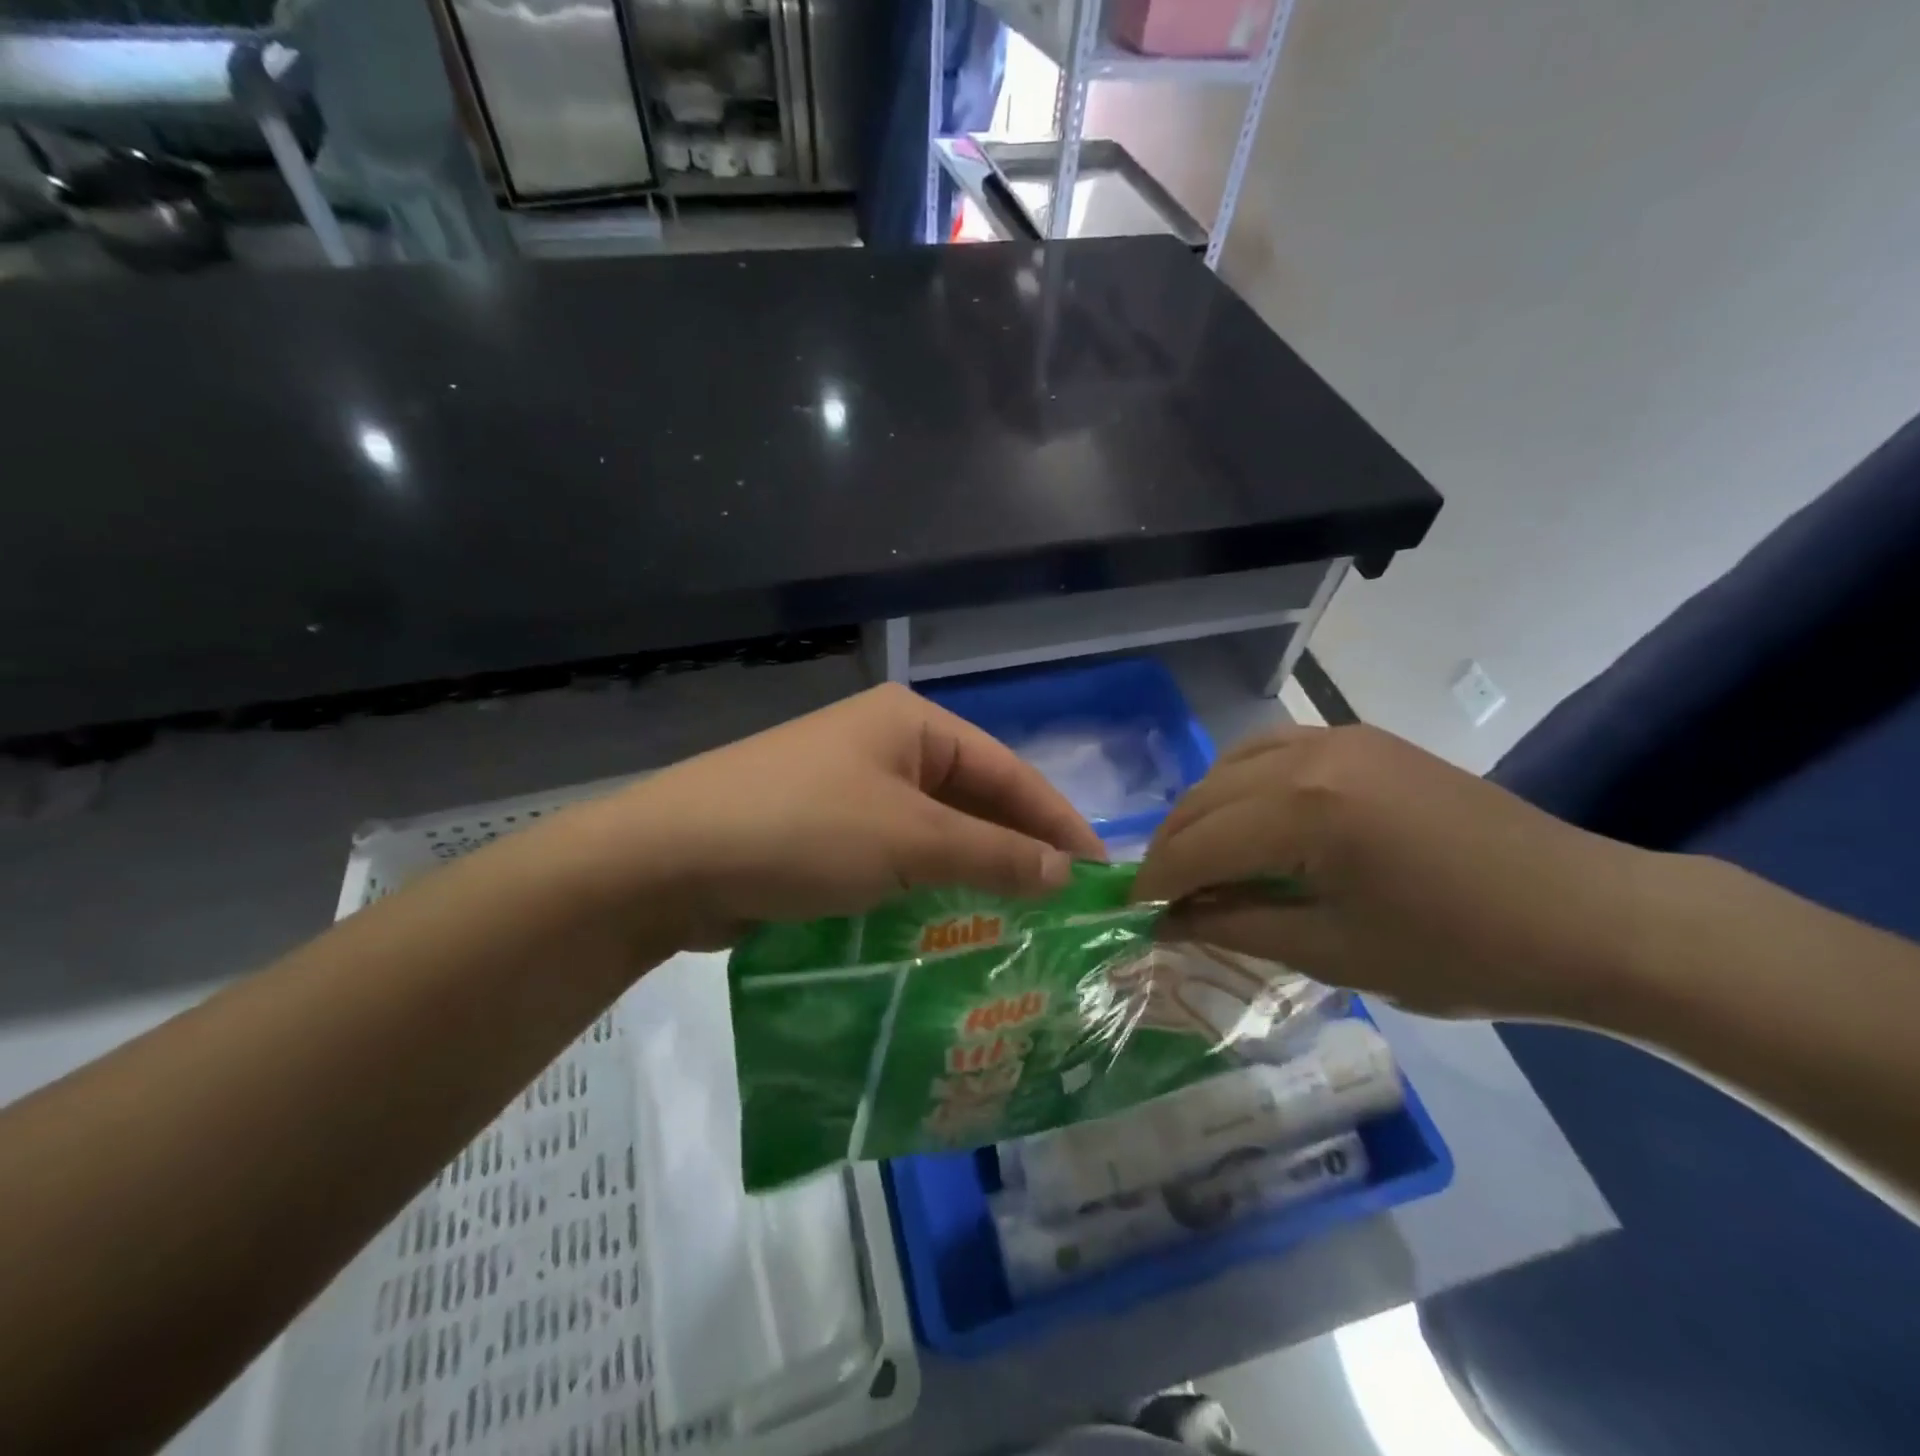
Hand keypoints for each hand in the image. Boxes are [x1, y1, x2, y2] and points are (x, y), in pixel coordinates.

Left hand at [562, 684, 1105, 948]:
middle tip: (1063, 910)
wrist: (665, 860)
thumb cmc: (801, 831)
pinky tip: (951, 924)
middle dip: (1016, 851)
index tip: (1100, 875)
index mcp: (912, 723)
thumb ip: (994, 855)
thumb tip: (1065, 873)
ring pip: (934, 832)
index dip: (1058, 822)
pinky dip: (926, 886)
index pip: (1008, 771)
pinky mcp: (822, 830)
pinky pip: (895, 855)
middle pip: (973, 799)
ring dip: (972, 873)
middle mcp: (885, 745)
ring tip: (1021, 924)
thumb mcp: (909, 841)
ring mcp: (850, 787)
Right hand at [1131, 724, 1651, 1019]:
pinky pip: (1270, 750)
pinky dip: (1240, 784)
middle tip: (1160, 896)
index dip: (1157, 882)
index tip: (1131, 912)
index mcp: (1304, 811)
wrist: (1588, 915)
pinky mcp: (1361, 738)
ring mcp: (1336, 737)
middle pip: (1204, 799)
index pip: (1197, 845)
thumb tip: (1168, 921)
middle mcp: (1308, 755)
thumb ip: (1236, 927)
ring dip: (1201, 813)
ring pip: (1230, 767)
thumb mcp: (1333, 951)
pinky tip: (1245, 818)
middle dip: (1172, 849)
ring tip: (1197, 861)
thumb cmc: (1460, 952)